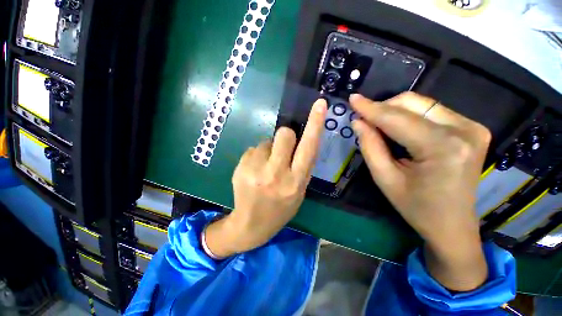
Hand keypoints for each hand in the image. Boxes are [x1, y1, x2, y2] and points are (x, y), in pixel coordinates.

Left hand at [205, 99, 327, 257]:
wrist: (251, 225)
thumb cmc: (280, 208)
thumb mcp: (299, 191)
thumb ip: (301, 166)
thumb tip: (298, 141)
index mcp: (296, 182)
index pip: (309, 148)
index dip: (315, 124)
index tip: (320, 105)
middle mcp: (277, 174)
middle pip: (284, 134)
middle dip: (285, 136)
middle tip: (281, 149)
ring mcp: (256, 171)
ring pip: (266, 141)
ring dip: (268, 150)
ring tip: (264, 167)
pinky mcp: (241, 168)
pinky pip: (252, 149)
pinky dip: (255, 156)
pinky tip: (253, 172)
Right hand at [350, 92, 490, 290]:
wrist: (453, 225)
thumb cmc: (416, 207)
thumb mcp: (385, 179)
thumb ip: (370, 146)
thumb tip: (358, 122)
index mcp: (443, 148)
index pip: (397, 119)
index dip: (371, 108)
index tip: (353, 99)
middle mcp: (464, 130)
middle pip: (413, 103)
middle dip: (383, 108)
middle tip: (364, 119)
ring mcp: (472, 127)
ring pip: (423, 104)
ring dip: (395, 111)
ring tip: (379, 125)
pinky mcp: (472, 128)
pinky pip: (432, 111)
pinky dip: (410, 116)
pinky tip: (399, 129)